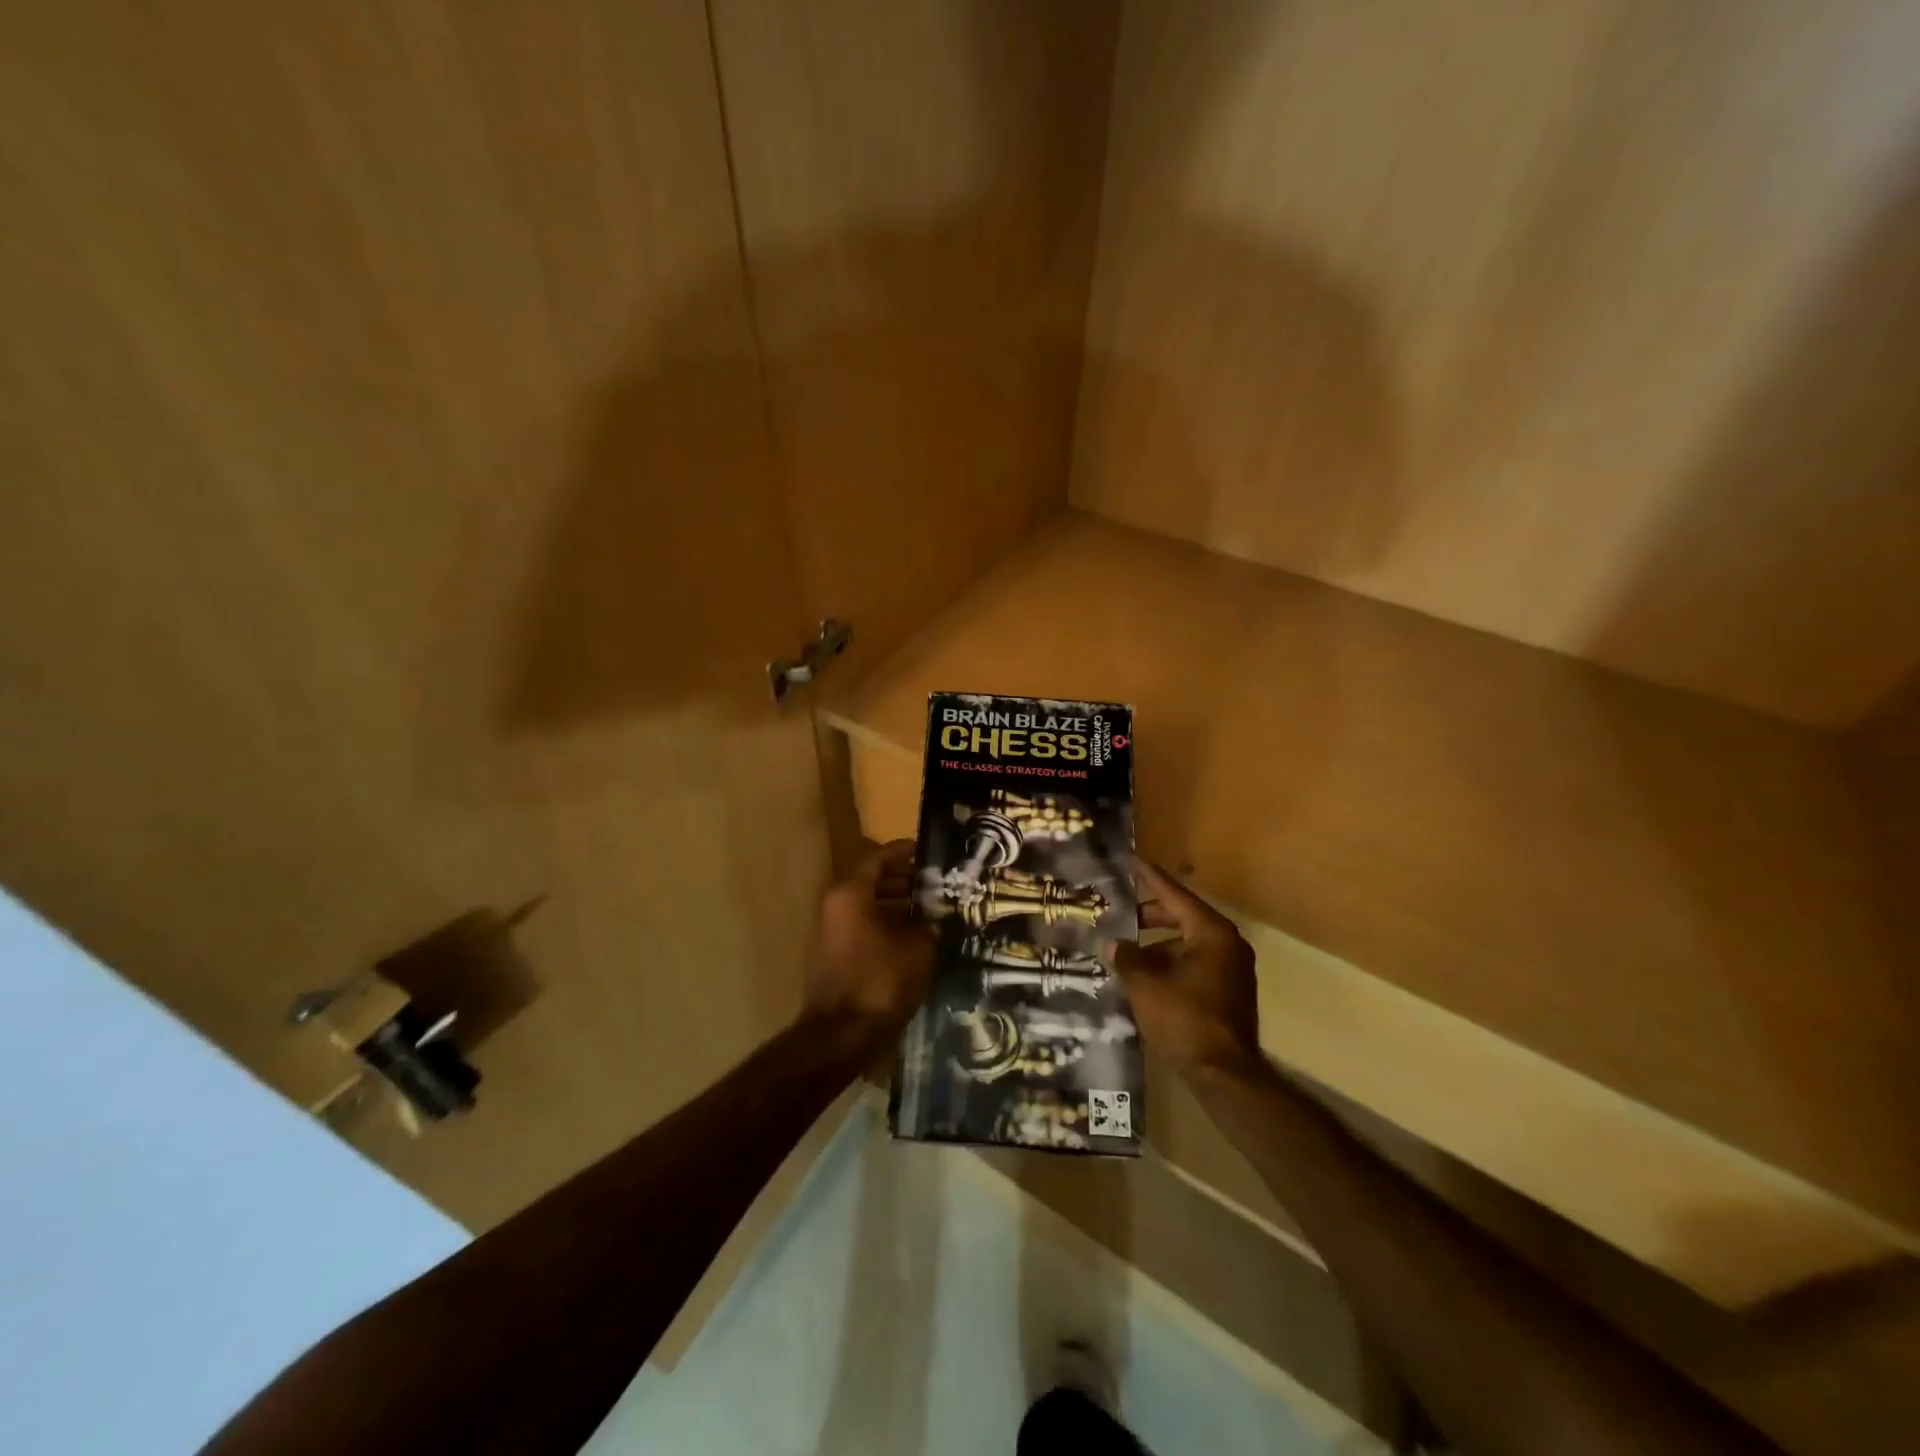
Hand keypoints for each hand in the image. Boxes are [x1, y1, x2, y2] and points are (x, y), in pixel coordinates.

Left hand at [802, 840, 934, 1041]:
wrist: (840, 1035)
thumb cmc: (880, 980)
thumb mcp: (918, 948)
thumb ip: (929, 924)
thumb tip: (936, 917)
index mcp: (851, 894)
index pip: (880, 858)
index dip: (906, 852)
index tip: (929, 850)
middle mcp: (835, 906)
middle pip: (873, 882)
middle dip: (905, 880)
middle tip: (937, 882)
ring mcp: (831, 932)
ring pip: (869, 907)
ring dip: (898, 905)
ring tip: (931, 909)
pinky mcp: (835, 957)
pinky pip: (864, 928)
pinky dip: (886, 926)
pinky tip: (914, 937)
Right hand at [1111, 860, 1262, 1076]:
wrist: (1223, 1074)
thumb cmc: (1184, 1019)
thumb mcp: (1145, 984)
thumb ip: (1127, 958)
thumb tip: (1113, 944)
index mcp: (1211, 933)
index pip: (1175, 895)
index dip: (1150, 878)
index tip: (1133, 861)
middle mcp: (1227, 944)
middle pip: (1184, 916)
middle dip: (1151, 914)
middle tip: (1121, 910)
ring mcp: (1232, 969)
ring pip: (1189, 942)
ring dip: (1159, 941)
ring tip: (1127, 945)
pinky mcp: (1229, 991)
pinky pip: (1195, 962)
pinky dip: (1171, 960)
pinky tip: (1145, 972)